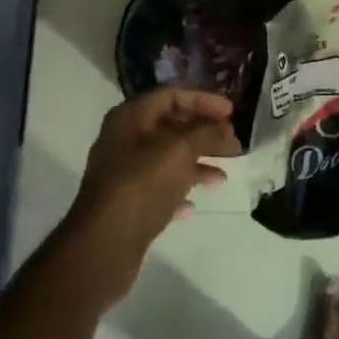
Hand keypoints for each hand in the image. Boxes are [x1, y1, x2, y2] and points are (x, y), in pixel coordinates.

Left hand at [62, 88, 238, 300]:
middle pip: (171, 127)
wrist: (104, 243)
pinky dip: (179, 190)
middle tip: (234, 145)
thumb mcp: (178, 151)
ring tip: (223, 177)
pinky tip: (194, 205)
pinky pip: (159, 188)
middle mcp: (124, 139)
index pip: (171, 96)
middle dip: (204, 134)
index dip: (203, 100)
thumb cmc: (142, 185)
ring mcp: (124, 172)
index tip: (232, 113)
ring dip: (197, 163)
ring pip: (168, 159)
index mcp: (130, 117)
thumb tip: (224, 128)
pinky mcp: (128, 202)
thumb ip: (205, 133)